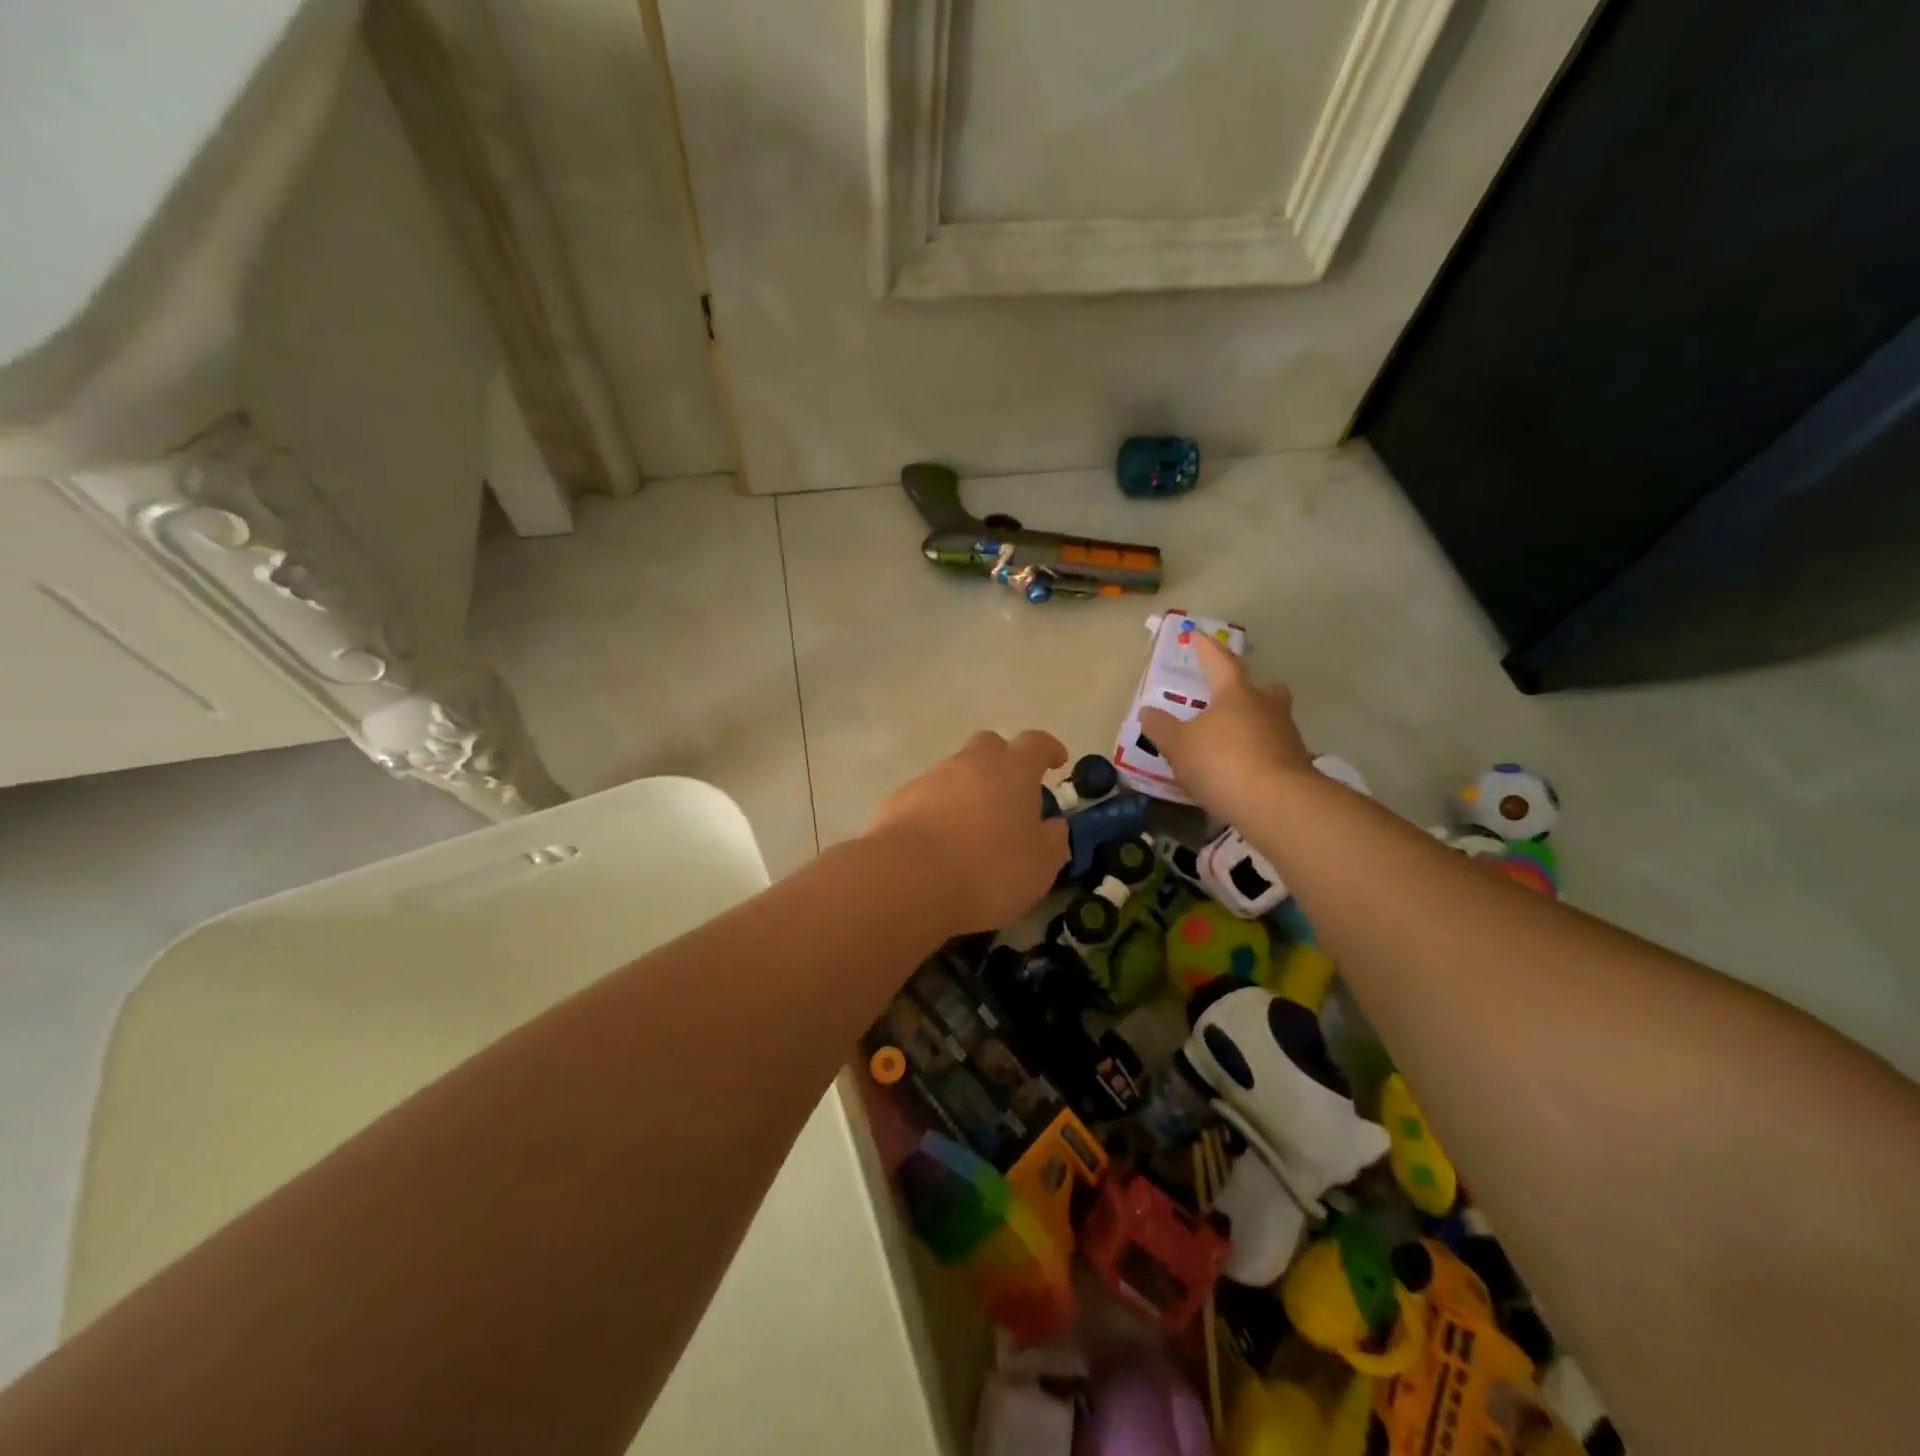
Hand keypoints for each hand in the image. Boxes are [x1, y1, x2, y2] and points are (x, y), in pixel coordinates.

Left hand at [863, 729, 1070, 934]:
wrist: (907, 880)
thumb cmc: (988, 871)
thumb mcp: (1039, 867)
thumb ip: (1052, 841)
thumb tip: (1052, 825)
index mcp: (1012, 771)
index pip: (1036, 743)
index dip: (1049, 749)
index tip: (1057, 762)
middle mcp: (970, 764)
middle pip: (990, 745)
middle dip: (1003, 761)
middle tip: (1011, 794)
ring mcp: (929, 779)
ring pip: (955, 772)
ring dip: (968, 790)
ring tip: (972, 829)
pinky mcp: (898, 800)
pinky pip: (926, 797)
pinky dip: (937, 811)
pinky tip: (938, 843)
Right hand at [1138, 635, 1313, 819]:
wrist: (1278, 804)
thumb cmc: (1222, 763)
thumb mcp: (1178, 746)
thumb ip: (1160, 727)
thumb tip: (1147, 711)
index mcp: (1236, 694)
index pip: (1220, 661)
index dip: (1206, 648)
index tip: (1197, 636)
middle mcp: (1267, 708)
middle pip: (1265, 689)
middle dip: (1251, 690)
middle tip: (1234, 698)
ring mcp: (1287, 737)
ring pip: (1271, 721)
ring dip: (1254, 726)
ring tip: (1230, 744)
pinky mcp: (1297, 767)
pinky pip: (1274, 752)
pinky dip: (1259, 757)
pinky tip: (1243, 773)